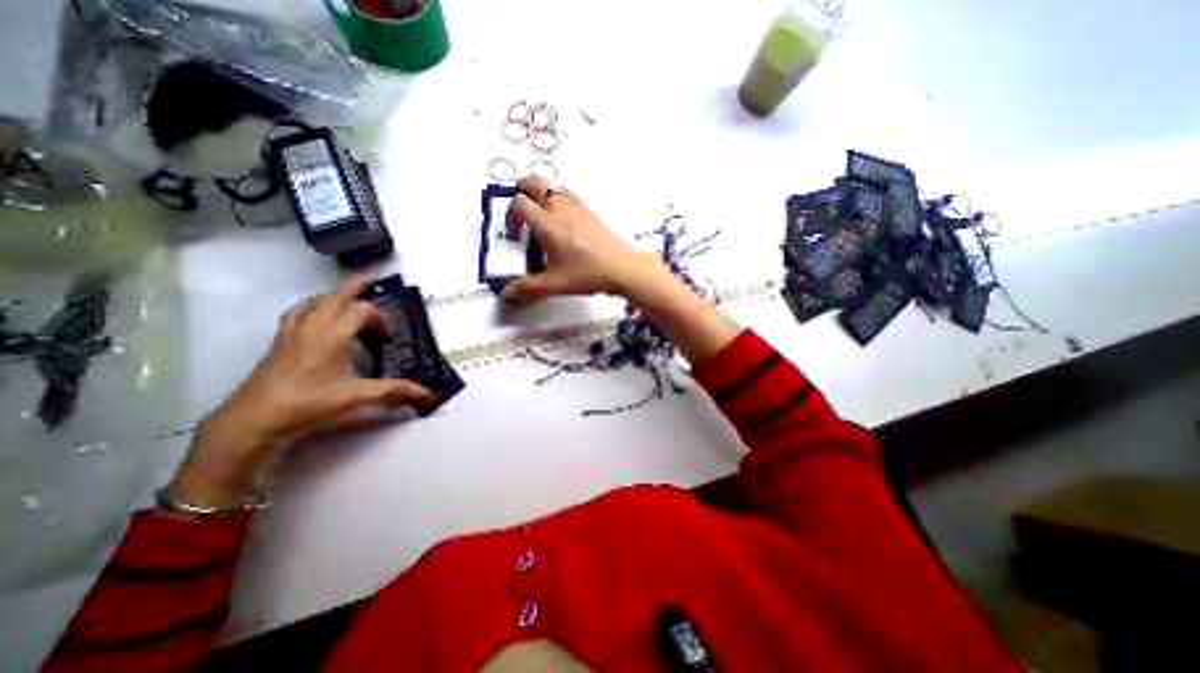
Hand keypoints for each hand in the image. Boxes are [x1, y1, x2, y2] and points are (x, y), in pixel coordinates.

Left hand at [167, 275, 432, 507]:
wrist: (255, 418)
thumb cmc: (309, 403)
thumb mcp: (357, 395)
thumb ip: (394, 390)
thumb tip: (428, 393)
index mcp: (334, 334)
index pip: (363, 309)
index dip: (382, 319)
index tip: (389, 339)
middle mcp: (314, 325)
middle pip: (338, 294)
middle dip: (359, 284)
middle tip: (377, 279)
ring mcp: (294, 329)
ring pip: (317, 299)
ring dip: (337, 295)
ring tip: (353, 298)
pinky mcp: (281, 338)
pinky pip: (299, 310)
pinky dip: (314, 304)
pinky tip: (318, 314)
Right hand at [501, 179, 672, 304]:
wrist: (623, 267)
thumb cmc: (588, 274)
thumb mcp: (555, 284)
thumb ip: (528, 288)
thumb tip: (506, 294)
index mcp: (548, 224)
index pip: (520, 203)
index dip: (510, 215)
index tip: (514, 235)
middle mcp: (561, 209)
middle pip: (536, 182)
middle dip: (522, 188)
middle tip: (519, 206)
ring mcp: (579, 208)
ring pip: (555, 187)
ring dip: (543, 193)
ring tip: (541, 212)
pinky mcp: (592, 212)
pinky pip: (571, 196)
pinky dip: (560, 198)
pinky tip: (564, 218)